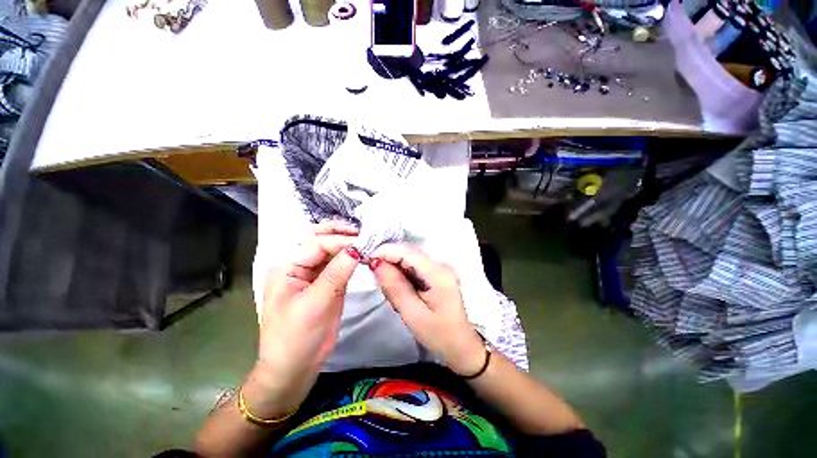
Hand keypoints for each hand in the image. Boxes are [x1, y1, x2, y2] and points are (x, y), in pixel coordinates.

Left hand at [246, 221, 359, 418]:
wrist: (295, 368)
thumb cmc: (296, 338)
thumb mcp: (314, 304)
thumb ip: (335, 274)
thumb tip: (356, 248)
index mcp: (286, 267)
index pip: (316, 244)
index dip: (340, 241)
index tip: (363, 242)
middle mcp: (298, 265)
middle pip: (319, 239)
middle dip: (340, 232)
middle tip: (362, 231)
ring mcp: (313, 273)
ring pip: (330, 250)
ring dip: (346, 242)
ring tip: (364, 238)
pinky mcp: (326, 282)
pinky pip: (337, 263)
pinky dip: (349, 256)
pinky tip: (360, 252)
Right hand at [369, 244, 485, 376]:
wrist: (462, 346)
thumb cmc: (439, 335)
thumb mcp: (413, 314)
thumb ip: (395, 287)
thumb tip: (376, 263)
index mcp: (438, 273)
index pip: (407, 252)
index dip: (385, 251)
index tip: (365, 259)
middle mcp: (441, 264)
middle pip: (409, 251)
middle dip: (388, 258)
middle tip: (373, 273)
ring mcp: (440, 267)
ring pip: (410, 257)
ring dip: (394, 265)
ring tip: (386, 284)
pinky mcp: (438, 273)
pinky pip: (415, 265)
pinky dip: (402, 271)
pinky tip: (399, 286)